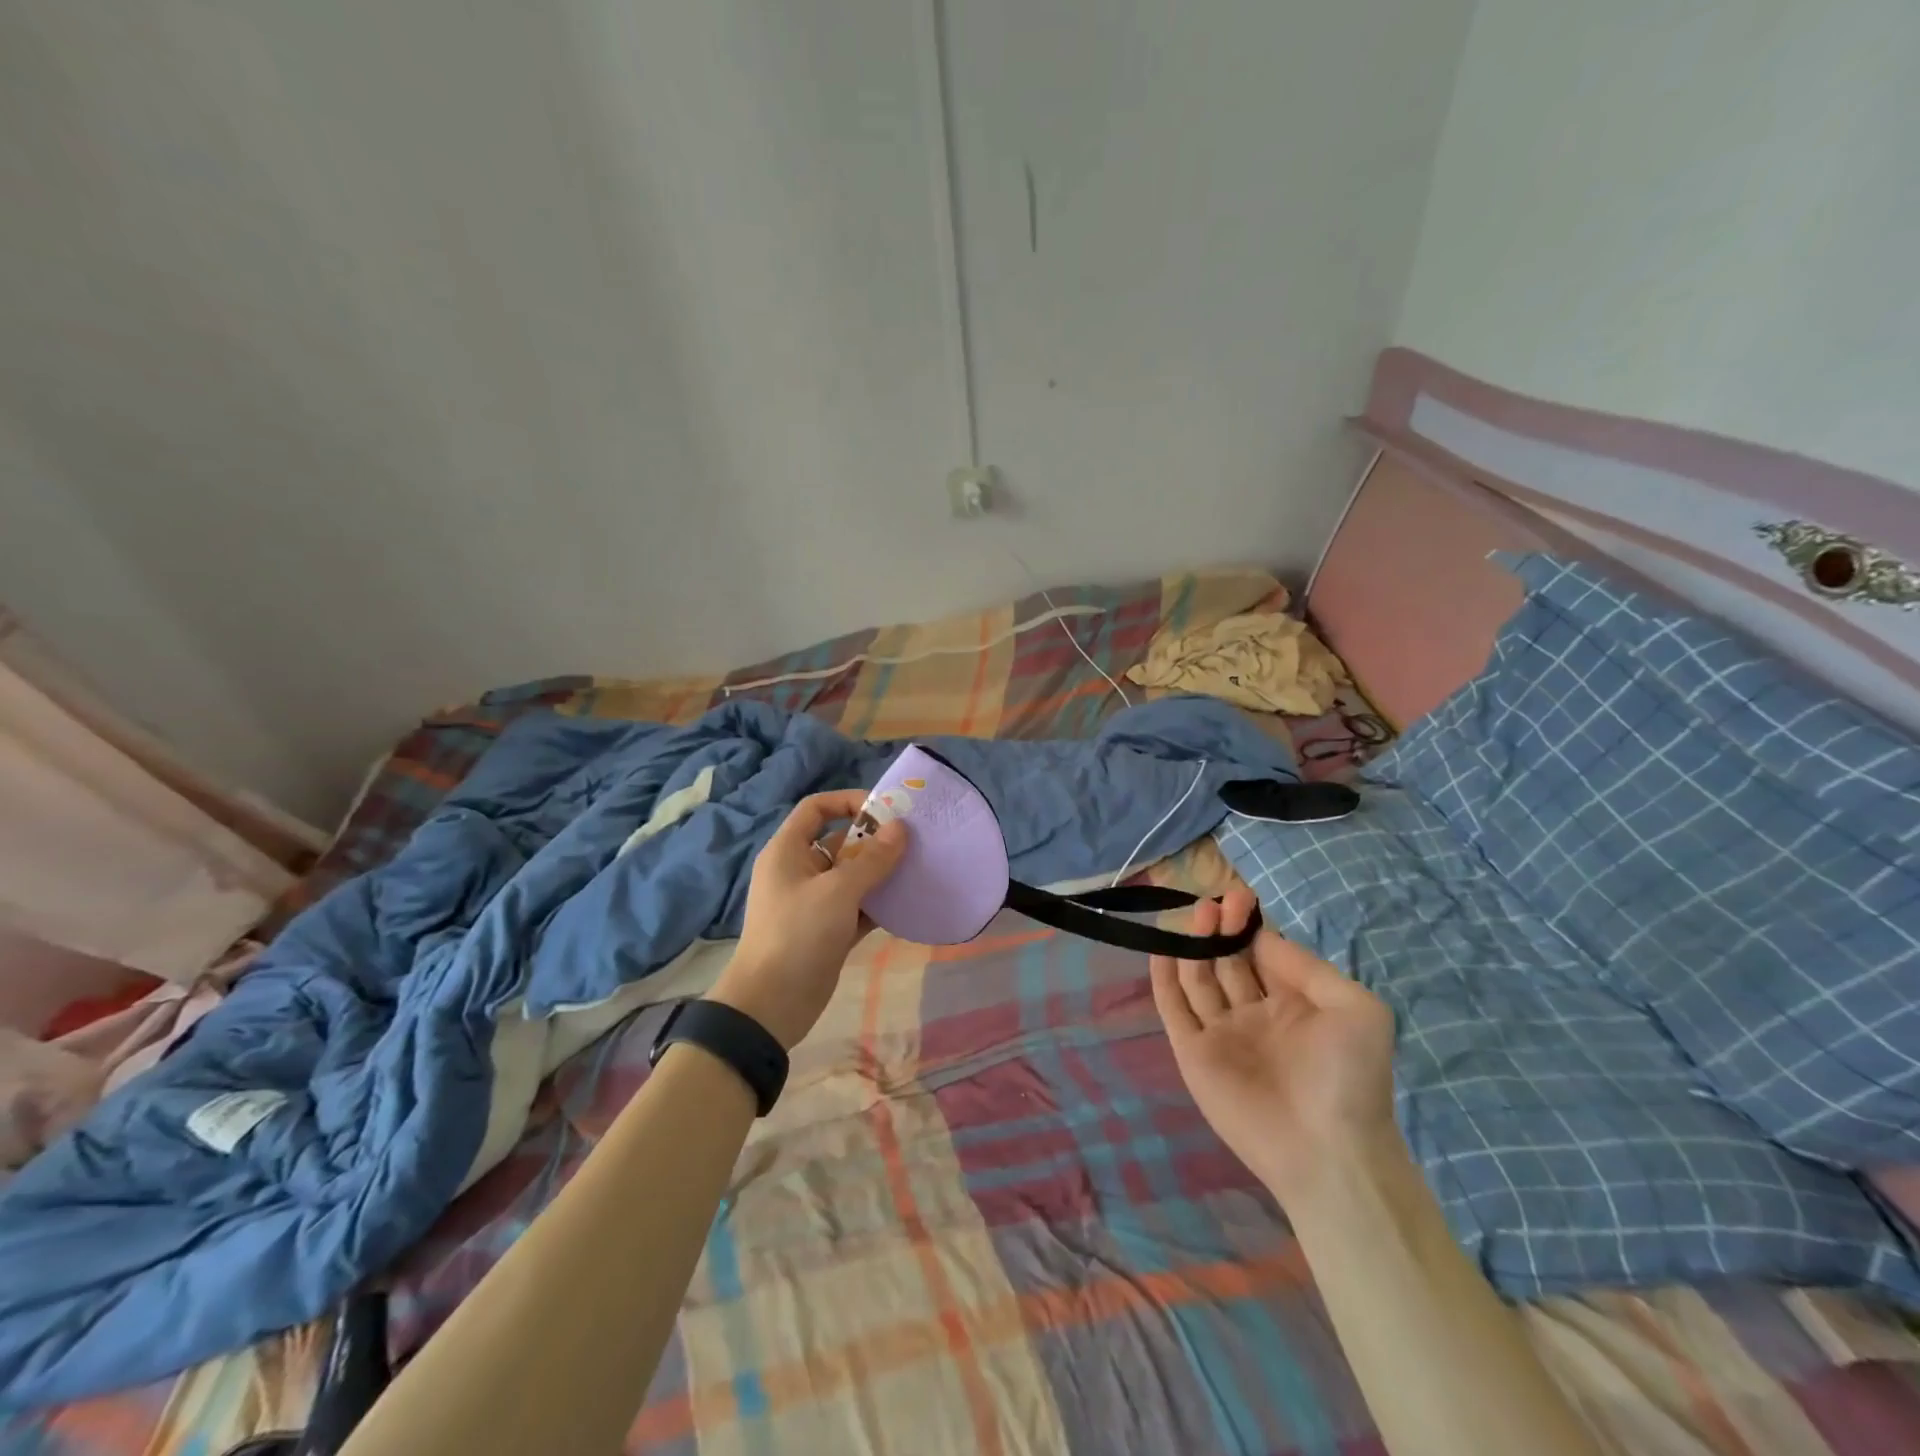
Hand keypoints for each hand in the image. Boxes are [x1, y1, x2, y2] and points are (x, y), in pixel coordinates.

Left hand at [709, 790, 906, 1048]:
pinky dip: (879, 904)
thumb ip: (872, 859)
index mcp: (789, 851)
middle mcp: (800, 870)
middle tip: (914, 843)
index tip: (886, 811)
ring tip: (918, 870)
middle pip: (840, 842)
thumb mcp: (838, 891)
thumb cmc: (798, 934)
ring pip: (852, 876)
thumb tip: (901, 828)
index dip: (849, 802)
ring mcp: (814, 902)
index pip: (816, 808)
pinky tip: (907, 904)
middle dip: (875, 841)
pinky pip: (857, 907)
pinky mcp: (827, 931)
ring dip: (881, 874)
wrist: (771, 1005)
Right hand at [1150, 888, 1396, 1202]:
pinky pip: (1174, 1008)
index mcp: (1296, 1005)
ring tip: (1198, 914)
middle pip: (1229, 960)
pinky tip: (1163, 949)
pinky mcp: (1193, 1053)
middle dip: (1223, 928)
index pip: (1264, 953)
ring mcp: (1222, 1034)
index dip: (1251, 925)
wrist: (1326, 1152)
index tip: (1241, 898)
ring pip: (1200, 978)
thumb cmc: (1349, 1077)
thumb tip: (1261, 938)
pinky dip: (1164, 978)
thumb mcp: (1356, 1009)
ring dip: (1196, 944)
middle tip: (1217, 903)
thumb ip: (1307, 967)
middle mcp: (1255, 1014)